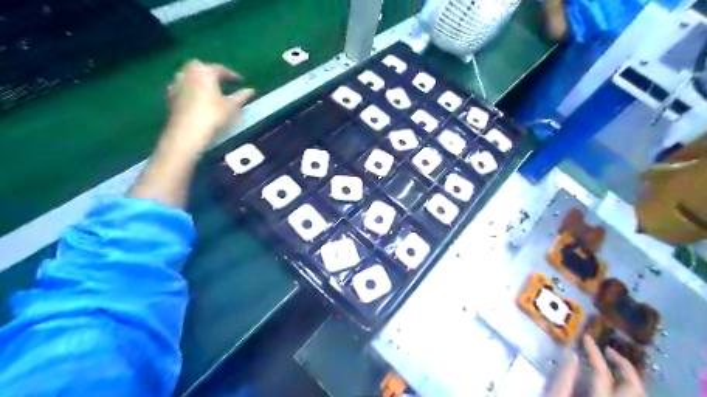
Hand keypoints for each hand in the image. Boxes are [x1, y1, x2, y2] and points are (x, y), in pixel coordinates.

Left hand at [163, 59, 256, 154]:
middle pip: (200, 67)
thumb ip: (241, 96)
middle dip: (210, 71)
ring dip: (198, 78)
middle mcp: (188, 73)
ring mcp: (177, 83)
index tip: (240, 80)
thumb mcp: (231, 107)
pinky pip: (181, 86)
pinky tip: (194, 97)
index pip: (220, 69)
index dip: (232, 74)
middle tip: (221, 80)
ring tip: (208, 88)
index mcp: (204, 72)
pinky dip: (189, 88)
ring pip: (188, 75)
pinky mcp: (170, 95)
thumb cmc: (213, 116)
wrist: (187, 132)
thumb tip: (251, 90)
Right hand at [546, 336, 643, 396]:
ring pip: (640, 393)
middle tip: (607, 350)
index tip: (586, 337)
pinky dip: (626, 387)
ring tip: (613, 364)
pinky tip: (615, 383)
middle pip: (633, 385)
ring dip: (628, 376)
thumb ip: (564, 379)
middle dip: (623, 364)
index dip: (594, 352)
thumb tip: (572, 355)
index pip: (602, 373)